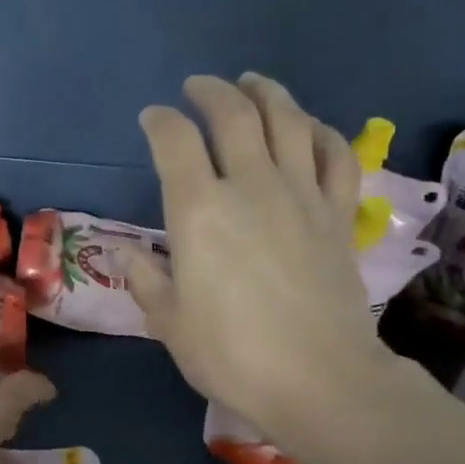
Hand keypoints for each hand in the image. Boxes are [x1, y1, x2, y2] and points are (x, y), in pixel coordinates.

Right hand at [123, 74, 394, 447]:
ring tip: (252, 84)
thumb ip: (146, 279)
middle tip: (198, 87)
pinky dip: (321, 132)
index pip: (175, 141)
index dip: (160, 121)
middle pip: (234, 114)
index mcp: (200, 211)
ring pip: (289, 121)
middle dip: (211, 92)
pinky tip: (309, 128)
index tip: (151, 119)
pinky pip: (336, 156)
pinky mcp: (338, 214)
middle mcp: (251, 186)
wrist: (318, 379)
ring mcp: (302, 195)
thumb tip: (126, 253)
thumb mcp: (170, 322)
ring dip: (267, 94)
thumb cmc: (232, 354)